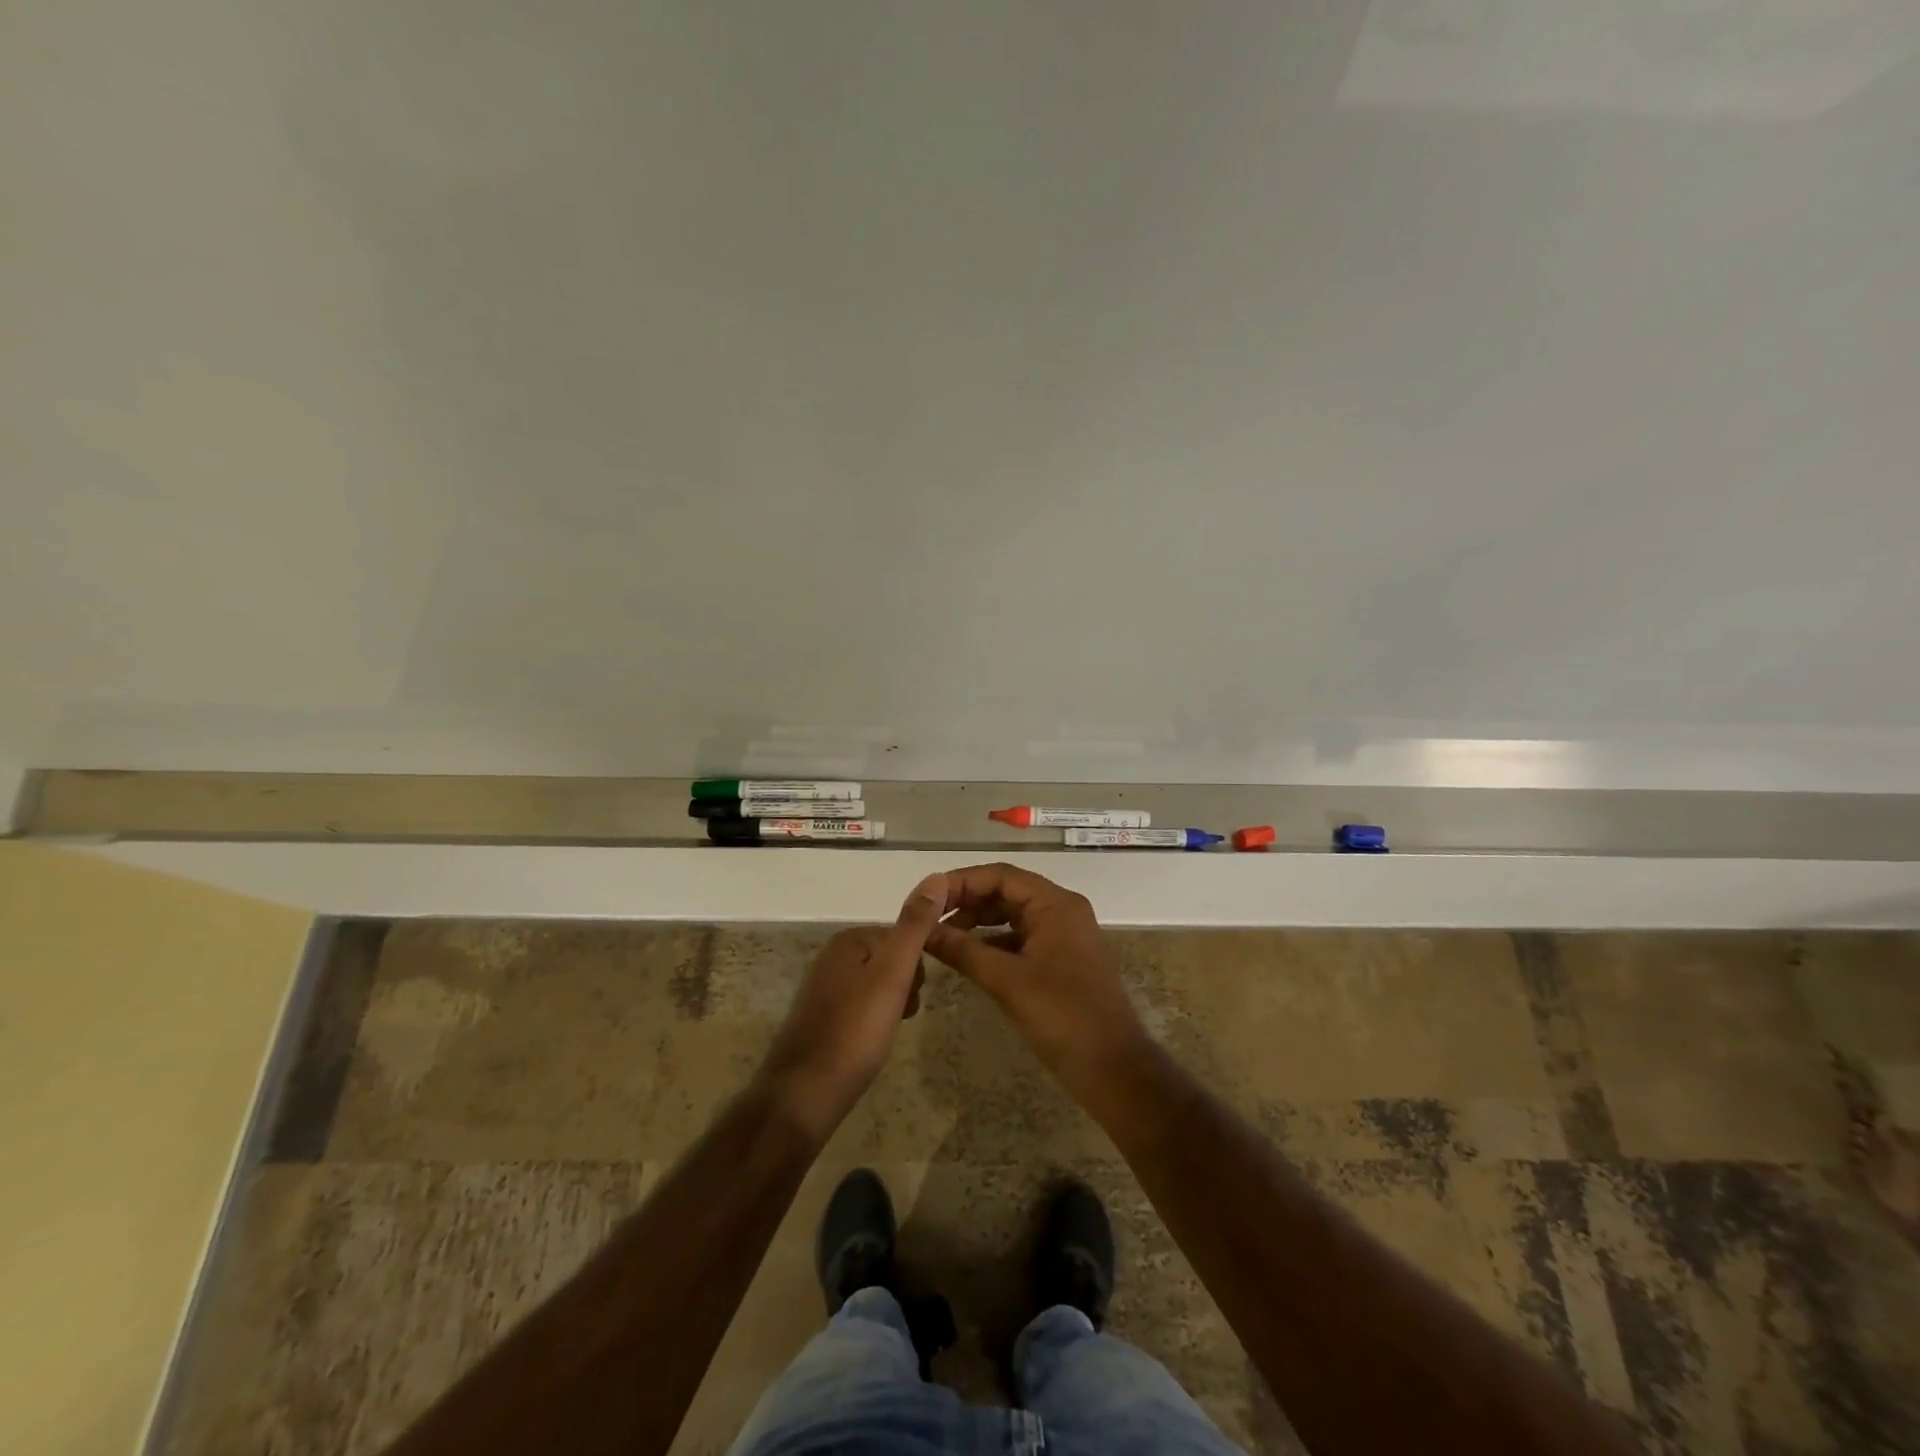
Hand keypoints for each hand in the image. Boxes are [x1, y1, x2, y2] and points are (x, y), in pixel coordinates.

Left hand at [757, 872, 948, 1141]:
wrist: (804, 1095)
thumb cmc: (855, 1031)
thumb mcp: (893, 973)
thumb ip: (915, 926)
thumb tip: (937, 876)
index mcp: (848, 940)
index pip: (903, 937)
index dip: (917, 967)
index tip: (915, 995)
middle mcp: (832, 957)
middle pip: (891, 960)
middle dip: (905, 986)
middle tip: (901, 1015)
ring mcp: (824, 988)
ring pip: (878, 985)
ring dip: (892, 1005)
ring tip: (886, 1032)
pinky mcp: (821, 1018)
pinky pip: (862, 1006)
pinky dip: (874, 1021)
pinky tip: (872, 1043)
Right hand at [924, 863, 1153, 1111]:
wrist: (1113, 1068)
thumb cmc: (1063, 1017)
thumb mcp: (1007, 981)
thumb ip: (963, 950)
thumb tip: (922, 929)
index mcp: (1055, 904)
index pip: (1001, 876)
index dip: (961, 882)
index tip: (928, 898)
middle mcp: (1062, 911)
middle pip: (1007, 892)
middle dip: (968, 902)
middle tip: (930, 919)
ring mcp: (1064, 936)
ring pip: (1013, 916)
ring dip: (979, 923)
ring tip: (943, 938)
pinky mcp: (1062, 960)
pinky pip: (1021, 939)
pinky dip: (994, 943)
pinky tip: (969, 958)